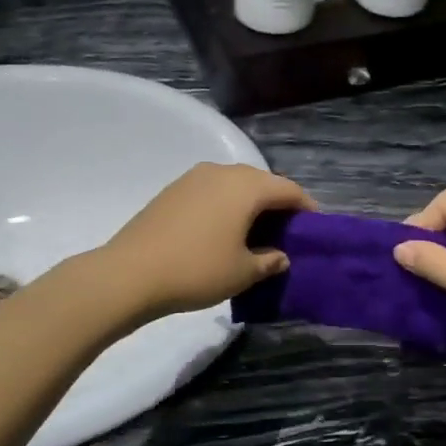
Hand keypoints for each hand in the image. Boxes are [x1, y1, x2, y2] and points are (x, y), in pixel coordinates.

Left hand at [106, 164, 314, 318]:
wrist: (130, 273)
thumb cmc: (197, 270)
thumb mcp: (242, 273)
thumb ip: (269, 262)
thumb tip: (280, 256)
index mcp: (247, 187)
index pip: (288, 190)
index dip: (306, 208)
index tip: (315, 228)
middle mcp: (222, 172)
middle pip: (262, 182)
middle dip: (278, 204)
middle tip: (287, 233)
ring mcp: (194, 178)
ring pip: (235, 185)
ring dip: (251, 204)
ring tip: (256, 233)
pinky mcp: (173, 190)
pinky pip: (212, 192)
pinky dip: (226, 206)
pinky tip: (224, 231)